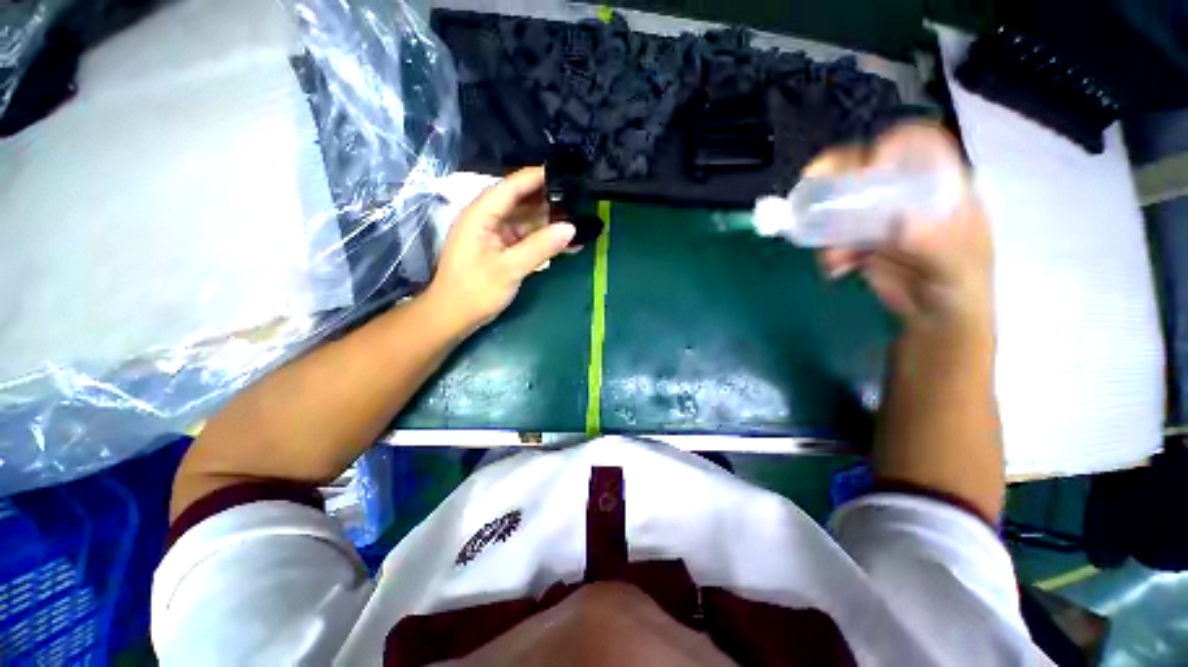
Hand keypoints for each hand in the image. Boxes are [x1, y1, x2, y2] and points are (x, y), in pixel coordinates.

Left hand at [423, 167, 575, 334]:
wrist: (454, 317)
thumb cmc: (474, 291)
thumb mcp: (509, 268)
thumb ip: (540, 247)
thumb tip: (570, 228)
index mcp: (481, 214)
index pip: (512, 186)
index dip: (538, 177)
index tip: (567, 172)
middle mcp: (489, 219)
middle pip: (523, 202)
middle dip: (550, 201)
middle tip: (581, 200)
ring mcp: (497, 236)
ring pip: (528, 222)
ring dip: (552, 223)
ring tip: (581, 221)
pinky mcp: (504, 251)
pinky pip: (529, 240)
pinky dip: (546, 241)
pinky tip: (568, 244)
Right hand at [812, 123, 992, 329]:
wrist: (934, 321)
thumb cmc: (959, 292)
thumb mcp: (957, 271)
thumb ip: (937, 247)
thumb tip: (903, 223)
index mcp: (943, 188)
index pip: (918, 146)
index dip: (890, 148)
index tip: (865, 171)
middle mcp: (909, 195)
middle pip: (869, 169)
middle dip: (837, 181)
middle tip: (812, 195)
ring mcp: (882, 218)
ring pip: (843, 205)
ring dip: (826, 227)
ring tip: (832, 261)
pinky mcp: (861, 241)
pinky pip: (834, 236)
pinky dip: (827, 251)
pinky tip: (835, 270)